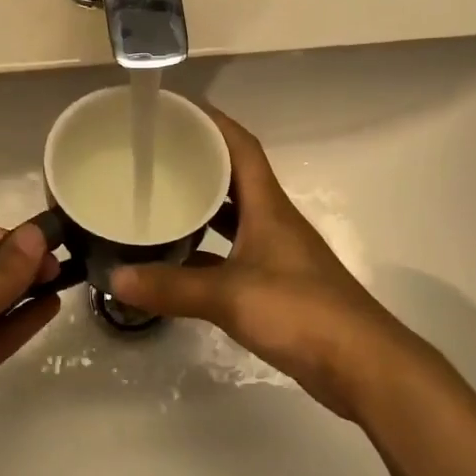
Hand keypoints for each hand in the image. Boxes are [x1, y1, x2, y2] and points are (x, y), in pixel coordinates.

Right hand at [110, 110, 416, 418]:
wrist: (360, 365)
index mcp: (268, 206)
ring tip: (158, 199)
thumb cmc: (300, 312)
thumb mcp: (230, 296)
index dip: (213, 121)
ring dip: (202, 206)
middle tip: (153, 156)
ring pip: (233, 216)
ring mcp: (275, 254)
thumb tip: (115, 278)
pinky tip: (177, 260)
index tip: (175, 109)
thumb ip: (173, 288)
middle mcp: (272, 221)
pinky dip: (206, 251)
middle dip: (198, 160)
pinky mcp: (275, 285)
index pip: (241, 147)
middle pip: (234, 176)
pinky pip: (232, 253)